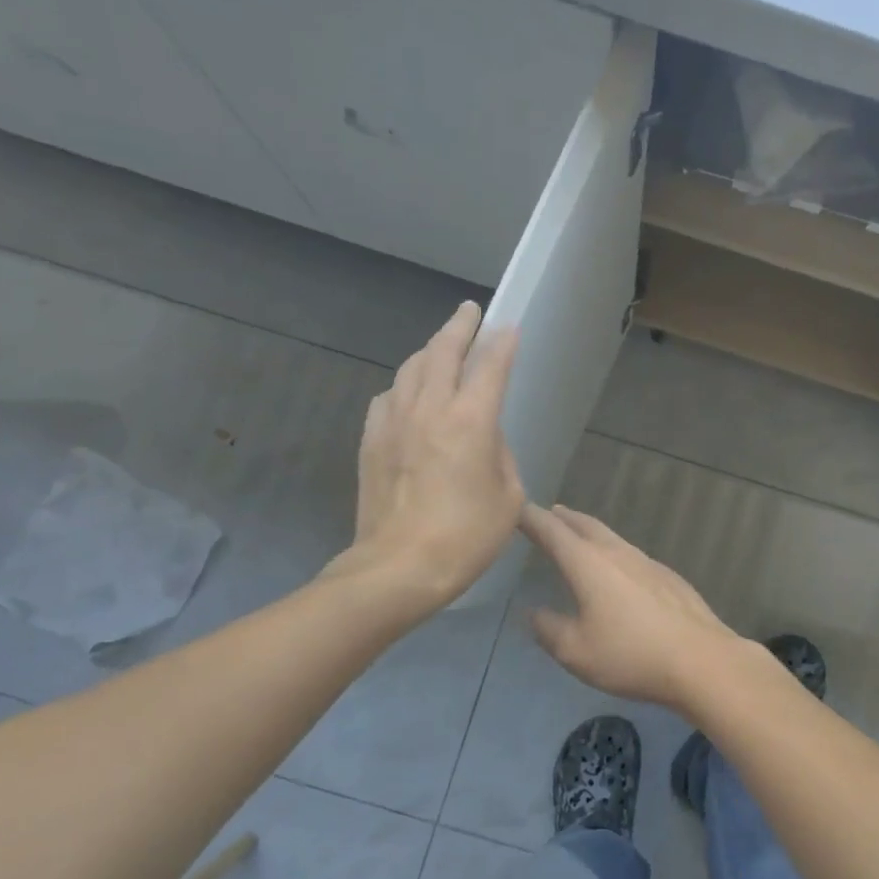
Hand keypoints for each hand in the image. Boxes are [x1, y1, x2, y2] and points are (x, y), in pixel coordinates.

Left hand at [344, 302, 522, 606]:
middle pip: (442, 352)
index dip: (502, 343)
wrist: (399, 567)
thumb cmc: (466, 537)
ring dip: (428, 351)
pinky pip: (388, 396)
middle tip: (469, 311)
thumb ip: (500, 457)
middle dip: (459, 326)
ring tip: (440, 347)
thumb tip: (484, 440)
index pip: (489, 366)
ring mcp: (394, 422)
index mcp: (471, 421)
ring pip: (410, 368)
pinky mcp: (370, 440)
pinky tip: (408, 393)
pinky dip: (403, 385)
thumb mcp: (508, 499)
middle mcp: (430, 409)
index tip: (508, 326)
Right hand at [521, 503, 746, 707]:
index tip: (516, 508)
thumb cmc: (631, 655)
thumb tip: (534, 613)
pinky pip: (633, 556)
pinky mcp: (669, 578)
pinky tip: (620, 572)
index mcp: (589, 564)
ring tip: (580, 537)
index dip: (531, 519)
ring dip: (591, 533)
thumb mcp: (576, 651)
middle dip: (564, 518)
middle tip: (550, 513)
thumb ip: (549, 629)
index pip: (552, 532)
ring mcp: (648, 562)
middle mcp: (618, 553)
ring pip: (613, 538)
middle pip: (586, 526)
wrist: (701, 660)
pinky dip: (616, 554)